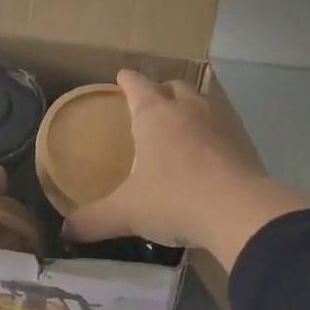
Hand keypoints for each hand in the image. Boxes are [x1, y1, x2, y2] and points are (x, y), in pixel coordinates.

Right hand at [64, 71, 309, 271]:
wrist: (238, 212)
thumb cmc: (173, 199)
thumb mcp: (125, 213)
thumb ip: (93, 221)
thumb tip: (67, 232)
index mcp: (155, 116)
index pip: (137, 86)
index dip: (127, 81)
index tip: (121, 76)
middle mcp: (188, 111)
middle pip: (174, 87)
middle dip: (161, 90)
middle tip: (150, 102)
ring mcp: (219, 126)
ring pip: (202, 105)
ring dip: (189, 109)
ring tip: (178, 126)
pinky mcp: (243, 146)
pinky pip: (221, 131)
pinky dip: (209, 136)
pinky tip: (204, 156)